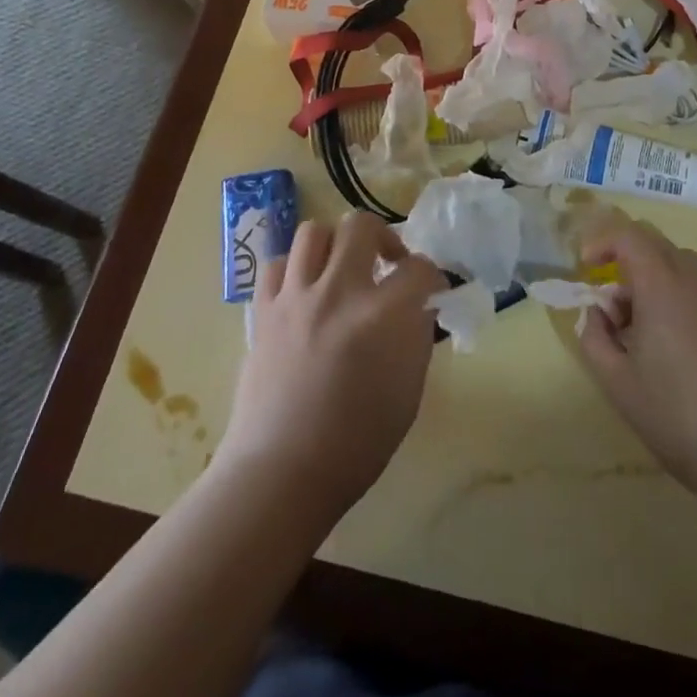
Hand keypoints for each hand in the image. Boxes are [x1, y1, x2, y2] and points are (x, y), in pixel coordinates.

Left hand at [217, 211, 444, 523]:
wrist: (282, 472)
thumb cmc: (356, 444)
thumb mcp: (408, 392)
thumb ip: (416, 338)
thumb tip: (418, 308)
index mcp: (381, 315)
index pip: (420, 268)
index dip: (433, 277)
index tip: (432, 291)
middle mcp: (338, 291)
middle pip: (361, 225)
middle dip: (384, 238)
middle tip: (387, 265)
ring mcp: (295, 297)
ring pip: (314, 231)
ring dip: (335, 245)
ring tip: (343, 270)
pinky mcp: (263, 310)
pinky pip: (278, 263)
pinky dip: (296, 269)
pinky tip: (305, 291)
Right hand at [578, 215, 696, 509]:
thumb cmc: (677, 417)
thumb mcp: (616, 382)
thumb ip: (594, 335)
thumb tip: (597, 312)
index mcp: (663, 286)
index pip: (629, 236)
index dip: (603, 243)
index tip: (588, 269)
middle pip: (658, 246)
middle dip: (629, 265)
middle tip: (617, 310)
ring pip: (687, 267)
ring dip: (660, 282)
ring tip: (651, 333)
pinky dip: (688, 302)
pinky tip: (688, 351)